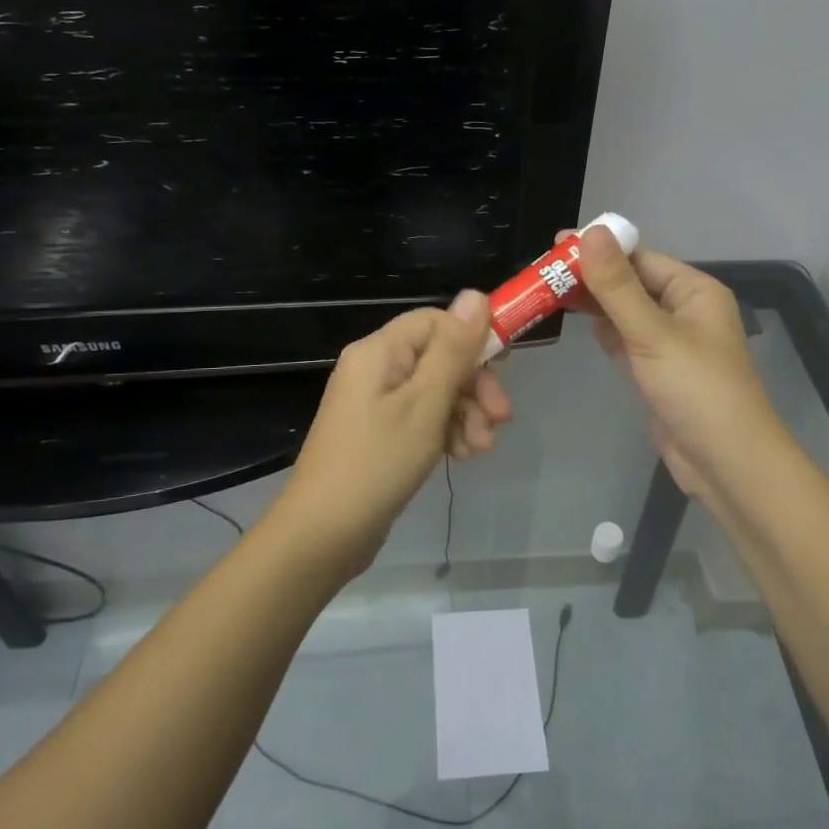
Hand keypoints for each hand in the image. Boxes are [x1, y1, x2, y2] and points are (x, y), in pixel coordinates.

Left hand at [273, 291, 510, 579]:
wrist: (323, 535)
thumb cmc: (377, 462)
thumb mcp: (425, 403)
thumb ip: (453, 349)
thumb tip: (475, 293)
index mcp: (379, 351)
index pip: (436, 321)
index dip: (473, 338)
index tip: (504, 367)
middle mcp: (375, 369)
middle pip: (439, 357)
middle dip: (474, 385)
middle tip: (501, 417)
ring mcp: (375, 403)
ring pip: (436, 391)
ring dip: (466, 414)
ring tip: (481, 448)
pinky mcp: (380, 433)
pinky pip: (422, 418)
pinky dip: (446, 431)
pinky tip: (460, 456)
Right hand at [565, 228, 783, 510]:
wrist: (726, 464)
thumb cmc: (696, 389)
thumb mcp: (652, 333)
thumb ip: (617, 285)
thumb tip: (590, 231)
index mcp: (693, 290)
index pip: (639, 257)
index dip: (598, 249)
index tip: (553, 246)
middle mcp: (683, 309)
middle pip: (630, 283)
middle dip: (590, 276)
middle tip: (540, 272)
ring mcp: (670, 342)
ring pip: (624, 312)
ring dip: (592, 303)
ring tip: (547, 292)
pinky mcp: (656, 370)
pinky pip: (625, 339)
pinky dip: (603, 330)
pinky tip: (576, 322)